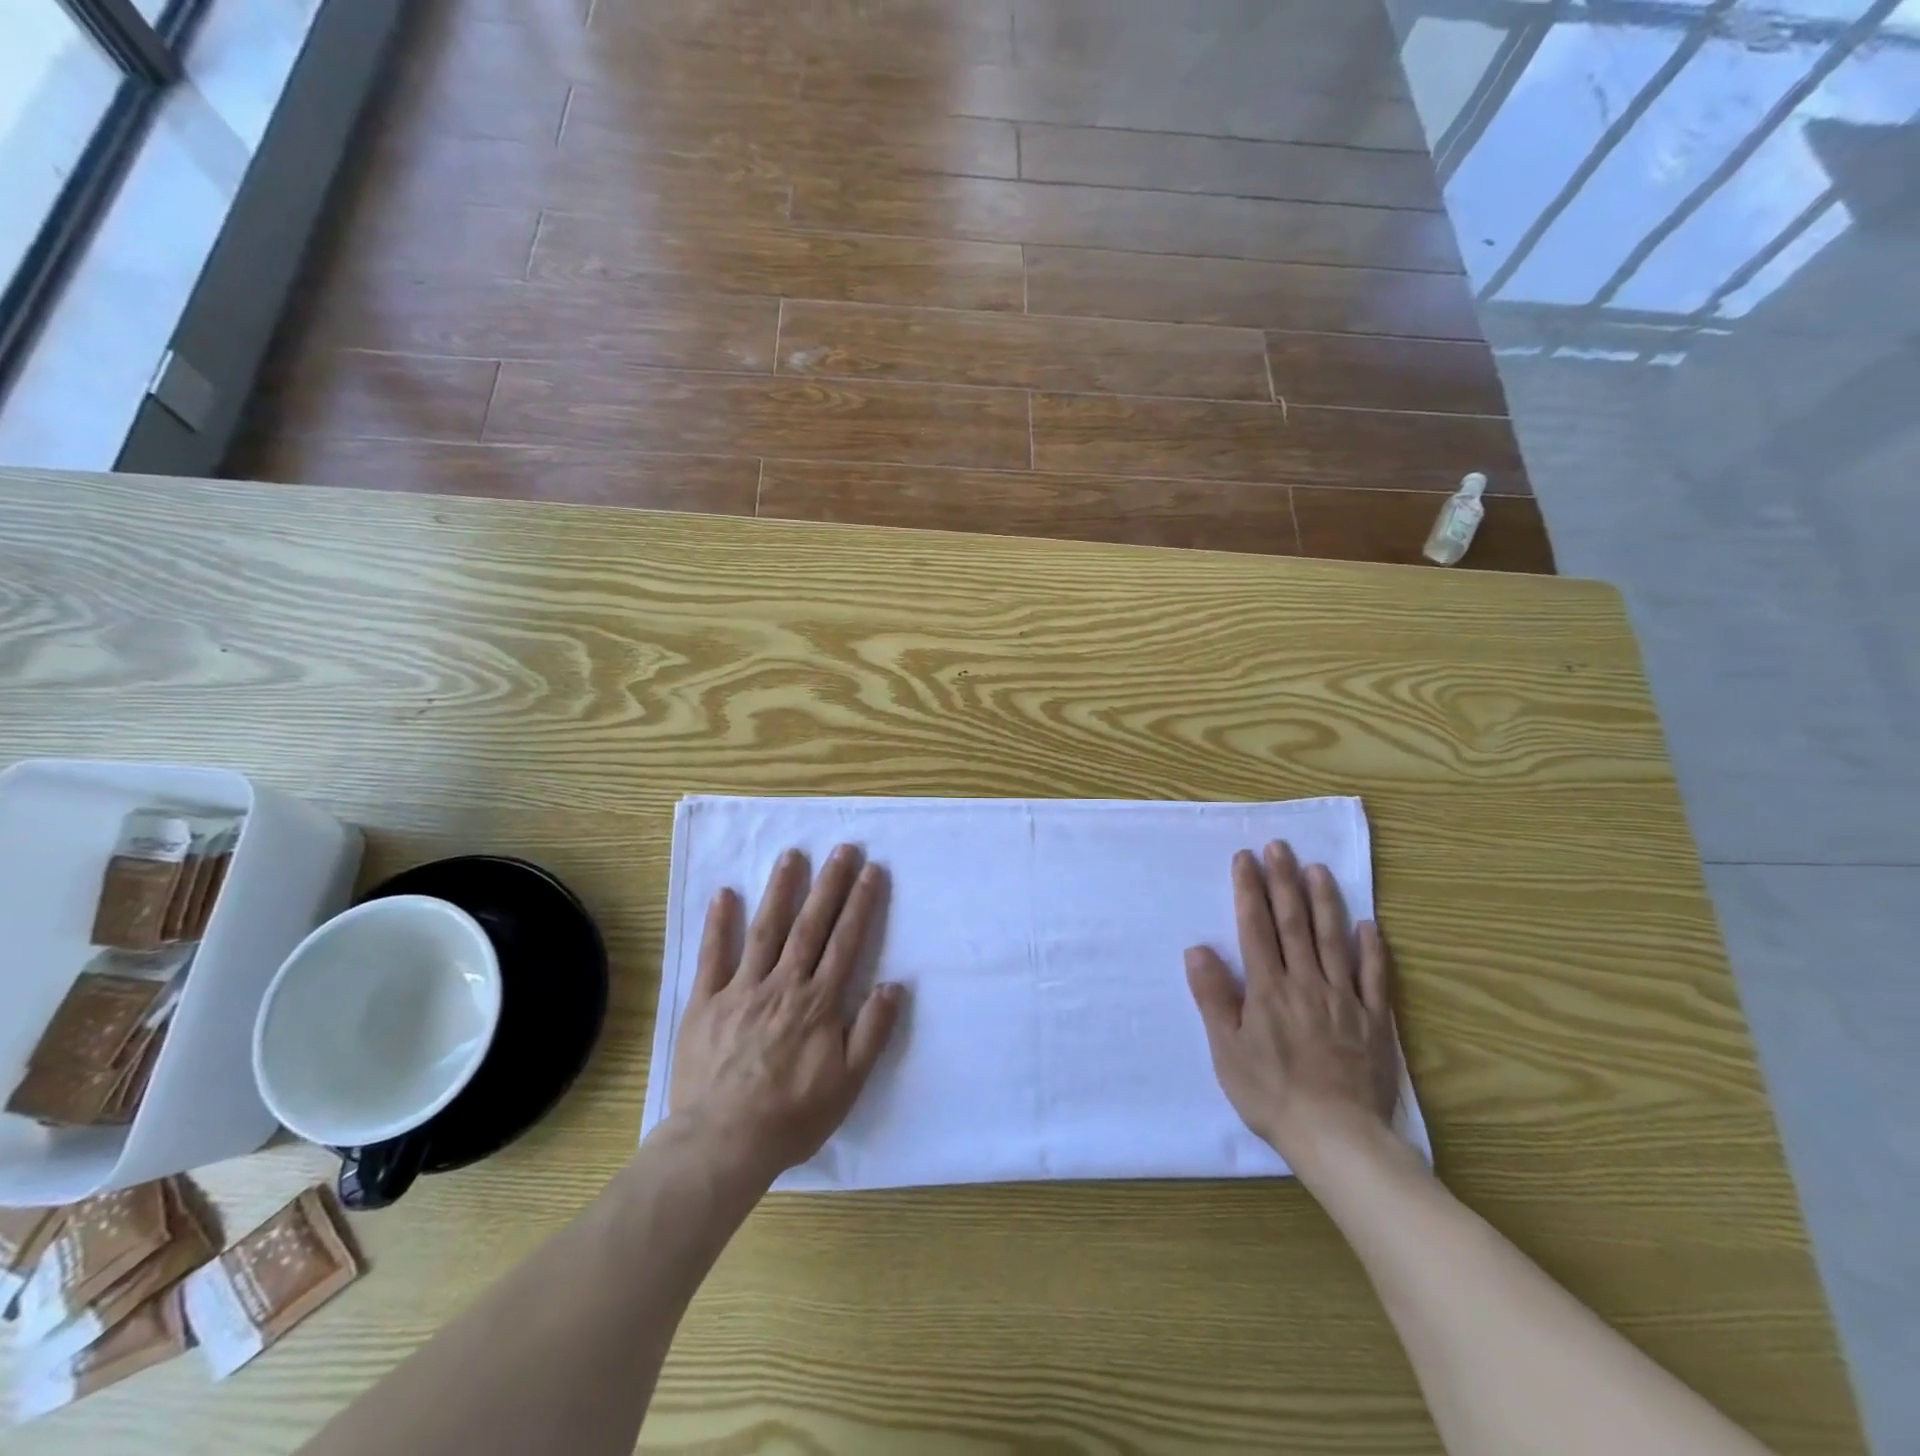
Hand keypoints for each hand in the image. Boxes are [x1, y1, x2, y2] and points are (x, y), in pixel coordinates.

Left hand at [668, 844, 903, 1186]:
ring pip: (765, 930)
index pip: (846, 942)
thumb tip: (894, 985)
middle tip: (842, 848)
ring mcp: (741, 990)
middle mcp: (783, 984)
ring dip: (780, 890)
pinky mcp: (706, 1002)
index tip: (871, 870)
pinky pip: (712, 957)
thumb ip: (872, 1032)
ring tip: (792, 855)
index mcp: (818, 1002)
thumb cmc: (792, 1116)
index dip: (861, 903)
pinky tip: (724, 894)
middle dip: (829, 884)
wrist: (722, 1143)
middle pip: (811, 926)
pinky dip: (718, 924)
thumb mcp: (848, 1084)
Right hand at [1185, 841, 1401, 1175]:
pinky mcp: (1373, 1021)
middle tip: (1279, 846)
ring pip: (1333, 940)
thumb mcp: (1227, 1050)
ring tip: (1318, 869)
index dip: (1249, 890)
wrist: (1338, 1138)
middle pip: (1294, 923)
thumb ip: (1214, 997)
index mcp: (1268, 988)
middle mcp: (1306, 983)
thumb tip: (1198, 949)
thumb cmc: (1271, 1094)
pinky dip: (1371, 949)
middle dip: (1283, 881)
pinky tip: (1367, 924)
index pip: (1256, 927)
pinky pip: (1373, 977)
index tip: (1245, 858)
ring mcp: (1343, 999)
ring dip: (1324, 901)